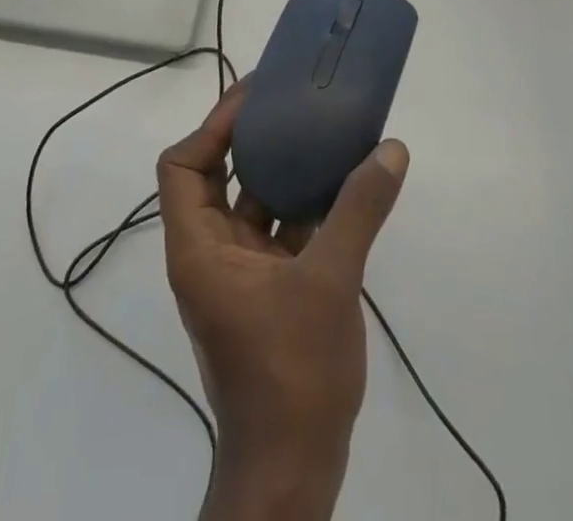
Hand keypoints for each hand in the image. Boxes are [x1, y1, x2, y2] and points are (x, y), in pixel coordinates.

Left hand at [158, 81, 408, 519]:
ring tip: (317, 134)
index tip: (254, 100)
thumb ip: (358, 211)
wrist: (293, 472)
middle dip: (248, 139)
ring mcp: (238, 276)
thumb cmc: (292, 372)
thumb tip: (391, 149)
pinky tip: (340, 189)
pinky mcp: (266, 293)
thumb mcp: (328, 282)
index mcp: (199, 247)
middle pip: (214, 176)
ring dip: (280, 172)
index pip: (181, 166)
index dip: (211, 126)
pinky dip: (301, 209)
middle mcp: (210, 254)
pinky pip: (277, 233)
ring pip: (251, 204)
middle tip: (288, 104)